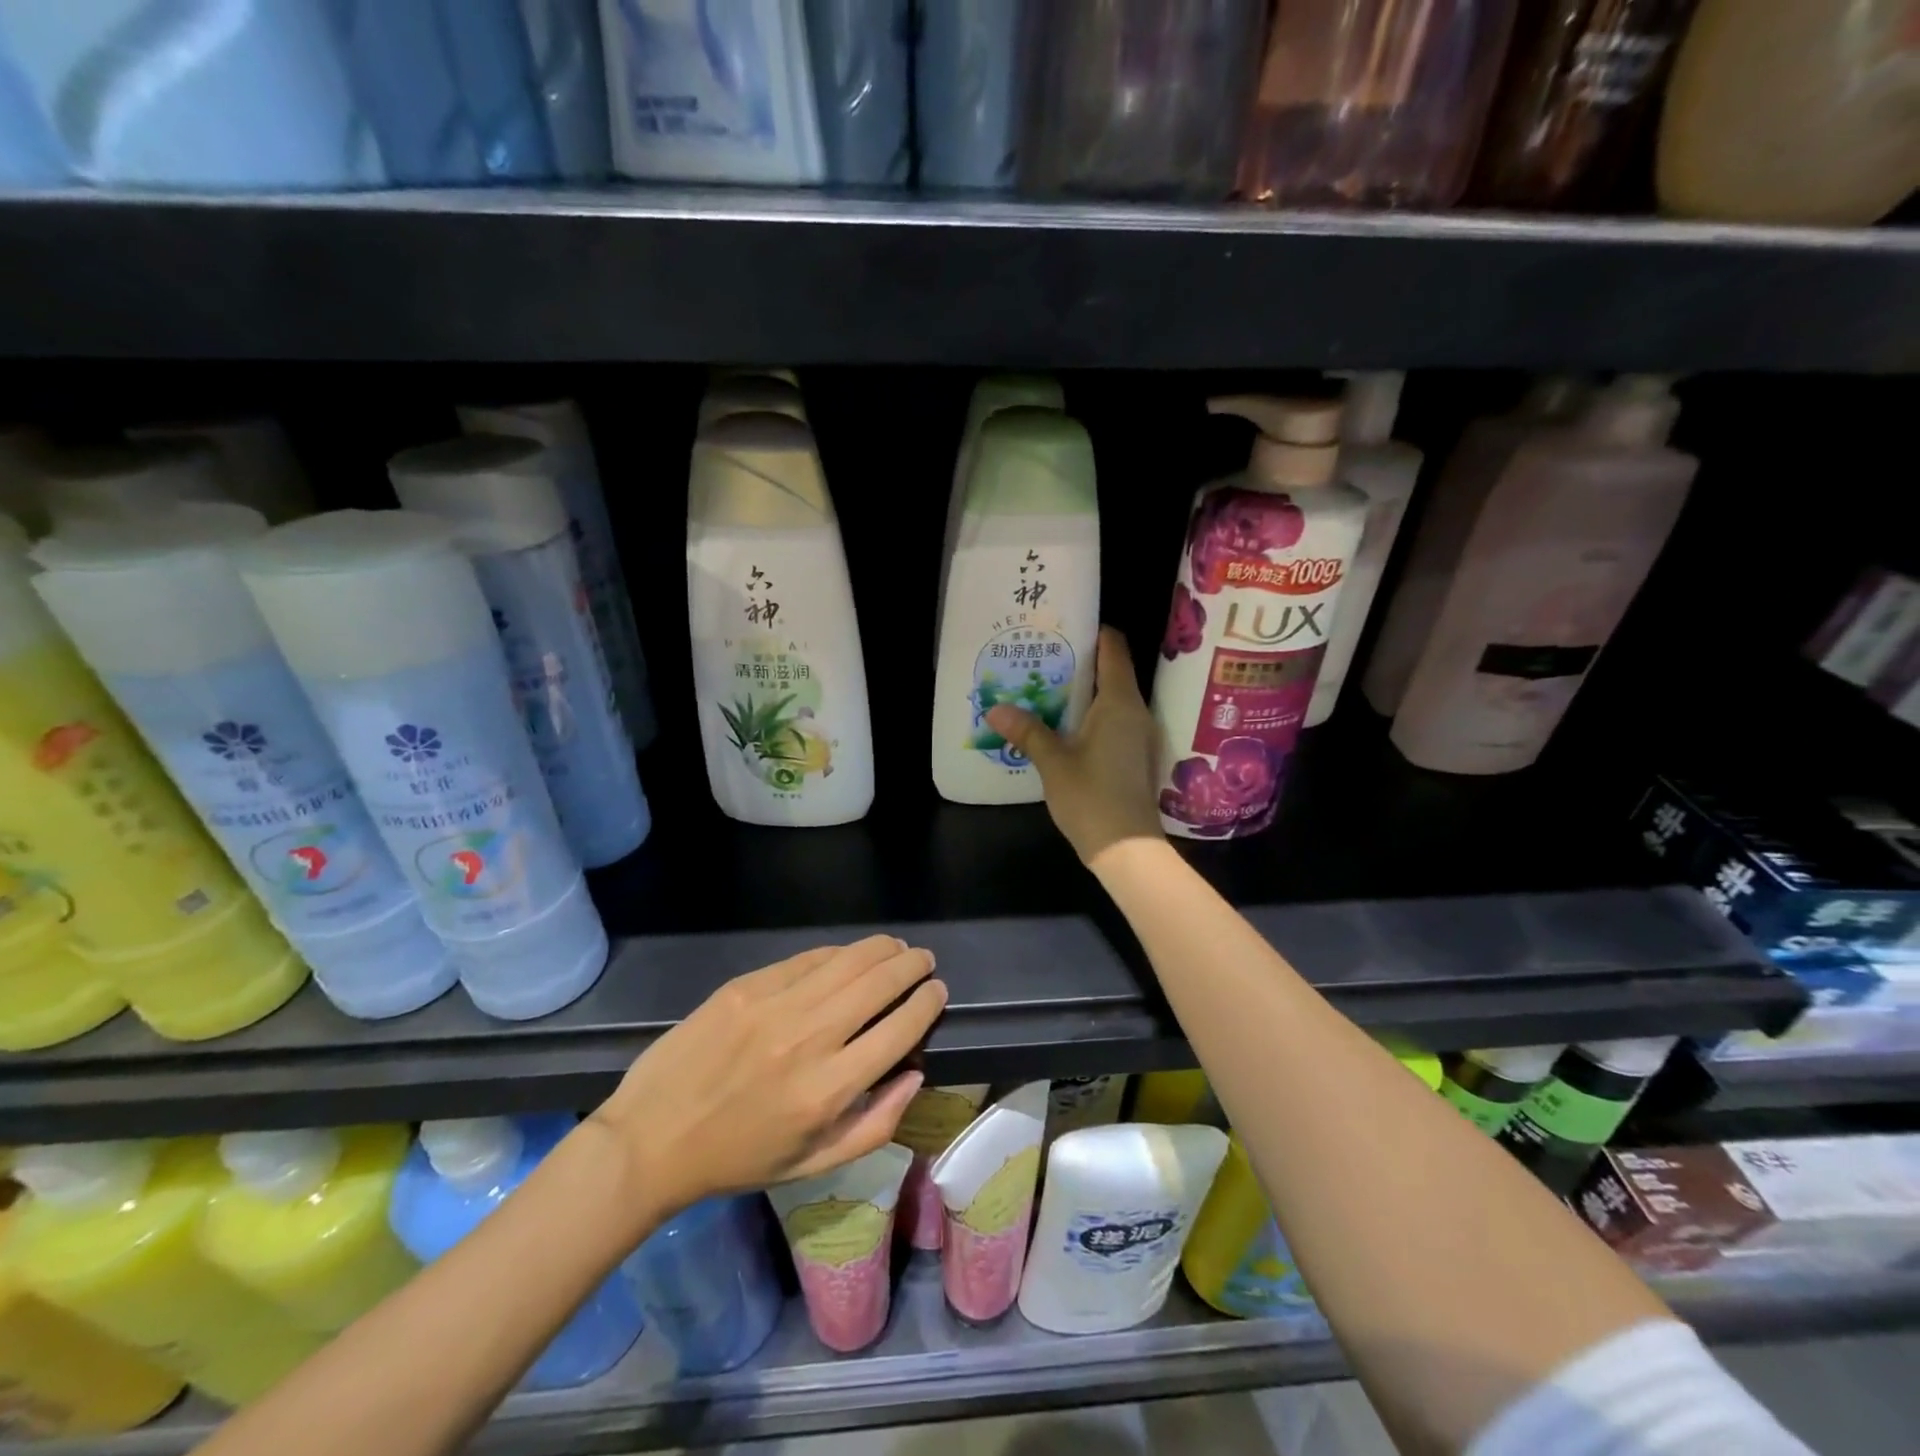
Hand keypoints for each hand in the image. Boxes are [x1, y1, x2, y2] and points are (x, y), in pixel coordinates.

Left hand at [591, 936, 945, 1222]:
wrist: (652, 1139)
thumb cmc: (737, 1159)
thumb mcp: (814, 1165)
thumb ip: (876, 1124)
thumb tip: (915, 1073)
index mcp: (828, 1090)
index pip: (899, 1029)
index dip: (927, 1003)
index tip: (937, 991)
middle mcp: (809, 1039)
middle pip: (879, 984)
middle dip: (911, 966)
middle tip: (923, 961)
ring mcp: (775, 1006)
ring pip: (847, 961)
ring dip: (881, 949)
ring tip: (896, 948)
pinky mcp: (747, 987)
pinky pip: (806, 959)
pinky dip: (836, 953)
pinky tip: (848, 955)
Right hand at [987, 625, 1164, 867]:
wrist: (1127, 848)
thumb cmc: (1092, 797)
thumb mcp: (1053, 762)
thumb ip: (1027, 731)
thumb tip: (995, 708)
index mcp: (1120, 702)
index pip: (1113, 648)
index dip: (1092, 631)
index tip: (1062, 626)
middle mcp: (1135, 710)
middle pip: (1111, 670)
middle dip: (1079, 661)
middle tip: (1042, 656)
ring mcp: (1137, 734)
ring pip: (1111, 697)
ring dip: (1083, 690)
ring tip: (1046, 686)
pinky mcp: (1133, 754)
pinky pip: (1112, 719)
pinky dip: (1089, 713)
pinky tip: (1062, 722)